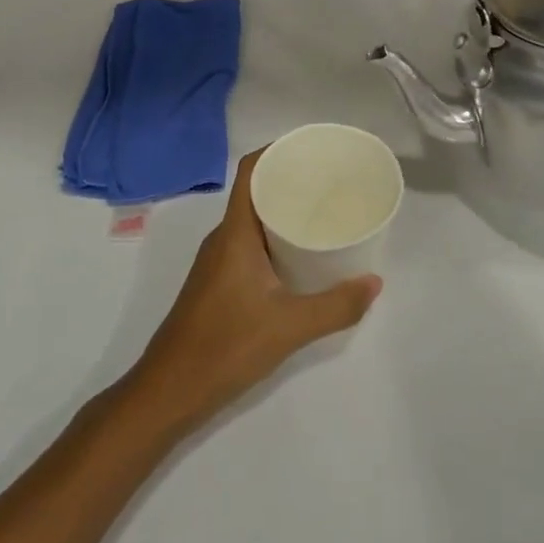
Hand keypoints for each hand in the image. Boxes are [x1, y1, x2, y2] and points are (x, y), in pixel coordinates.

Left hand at [127, 150, 380, 435]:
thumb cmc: (225, 346)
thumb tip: (375, 282)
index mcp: (235, 233)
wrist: (168, 392)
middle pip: (255, 192)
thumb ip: (336, 305)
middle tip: (331, 183)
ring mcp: (217, 262)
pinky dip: (275, 239)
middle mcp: (223, 238)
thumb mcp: (289, 327)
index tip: (313, 149)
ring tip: (323, 214)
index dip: (277, 151)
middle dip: (290, 181)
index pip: (250, 171)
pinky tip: (300, 257)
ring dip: (283, 212)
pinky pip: (249, 244)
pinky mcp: (218, 284)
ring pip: (253, 221)